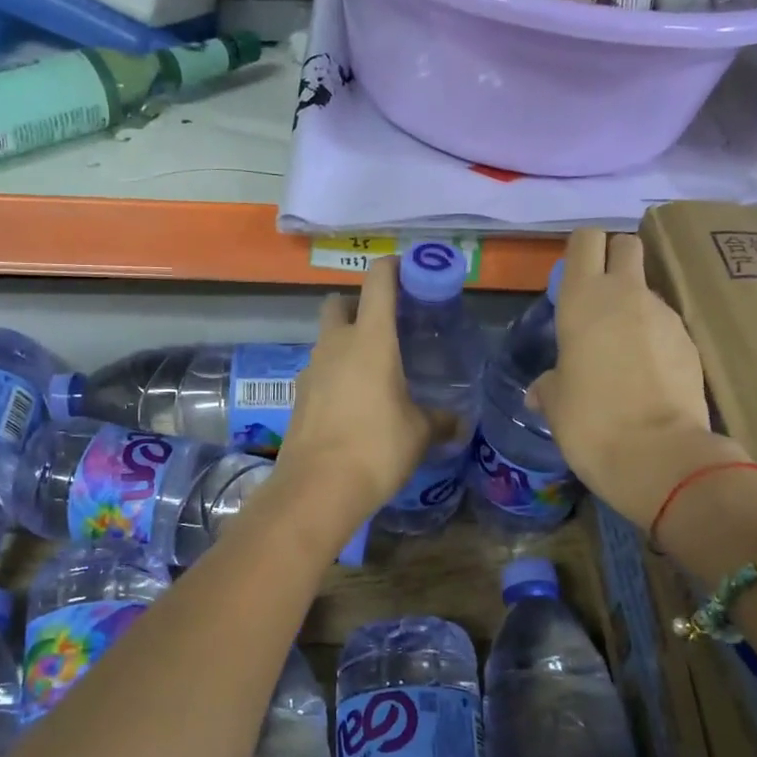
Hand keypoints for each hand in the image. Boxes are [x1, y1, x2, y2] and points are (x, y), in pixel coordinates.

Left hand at [272, 255, 432, 539]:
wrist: (317, 488)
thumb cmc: (377, 448)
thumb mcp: (419, 433)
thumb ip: (440, 420)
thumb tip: (458, 421)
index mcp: (370, 339)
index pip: (378, 281)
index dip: (393, 267)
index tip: (409, 271)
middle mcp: (336, 344)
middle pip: (340, 303)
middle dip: (359, 305)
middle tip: (386, 328)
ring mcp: (311, 369)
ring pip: (327, 338)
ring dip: (346, 342)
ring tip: (375, 371)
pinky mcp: (299, 395)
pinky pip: (320, 370)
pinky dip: (335, 374)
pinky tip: (354, 402)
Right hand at [529, 229, 752, 527]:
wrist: (659, 456)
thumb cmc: (590, 421)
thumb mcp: (556, 402)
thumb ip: (549, 384)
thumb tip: (540, 390)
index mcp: (584, 298)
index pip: (586, 239)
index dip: (580, 252)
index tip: (573, 278)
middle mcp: (627, 294)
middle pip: (626, 246)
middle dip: (614, 260)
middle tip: (599, 301)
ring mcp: (666, 315)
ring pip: (648, 290)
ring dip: (634, 308)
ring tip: (621, 353)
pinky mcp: (692, 341)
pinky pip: (667, 326)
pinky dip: (655, 339)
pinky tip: (647, 376)